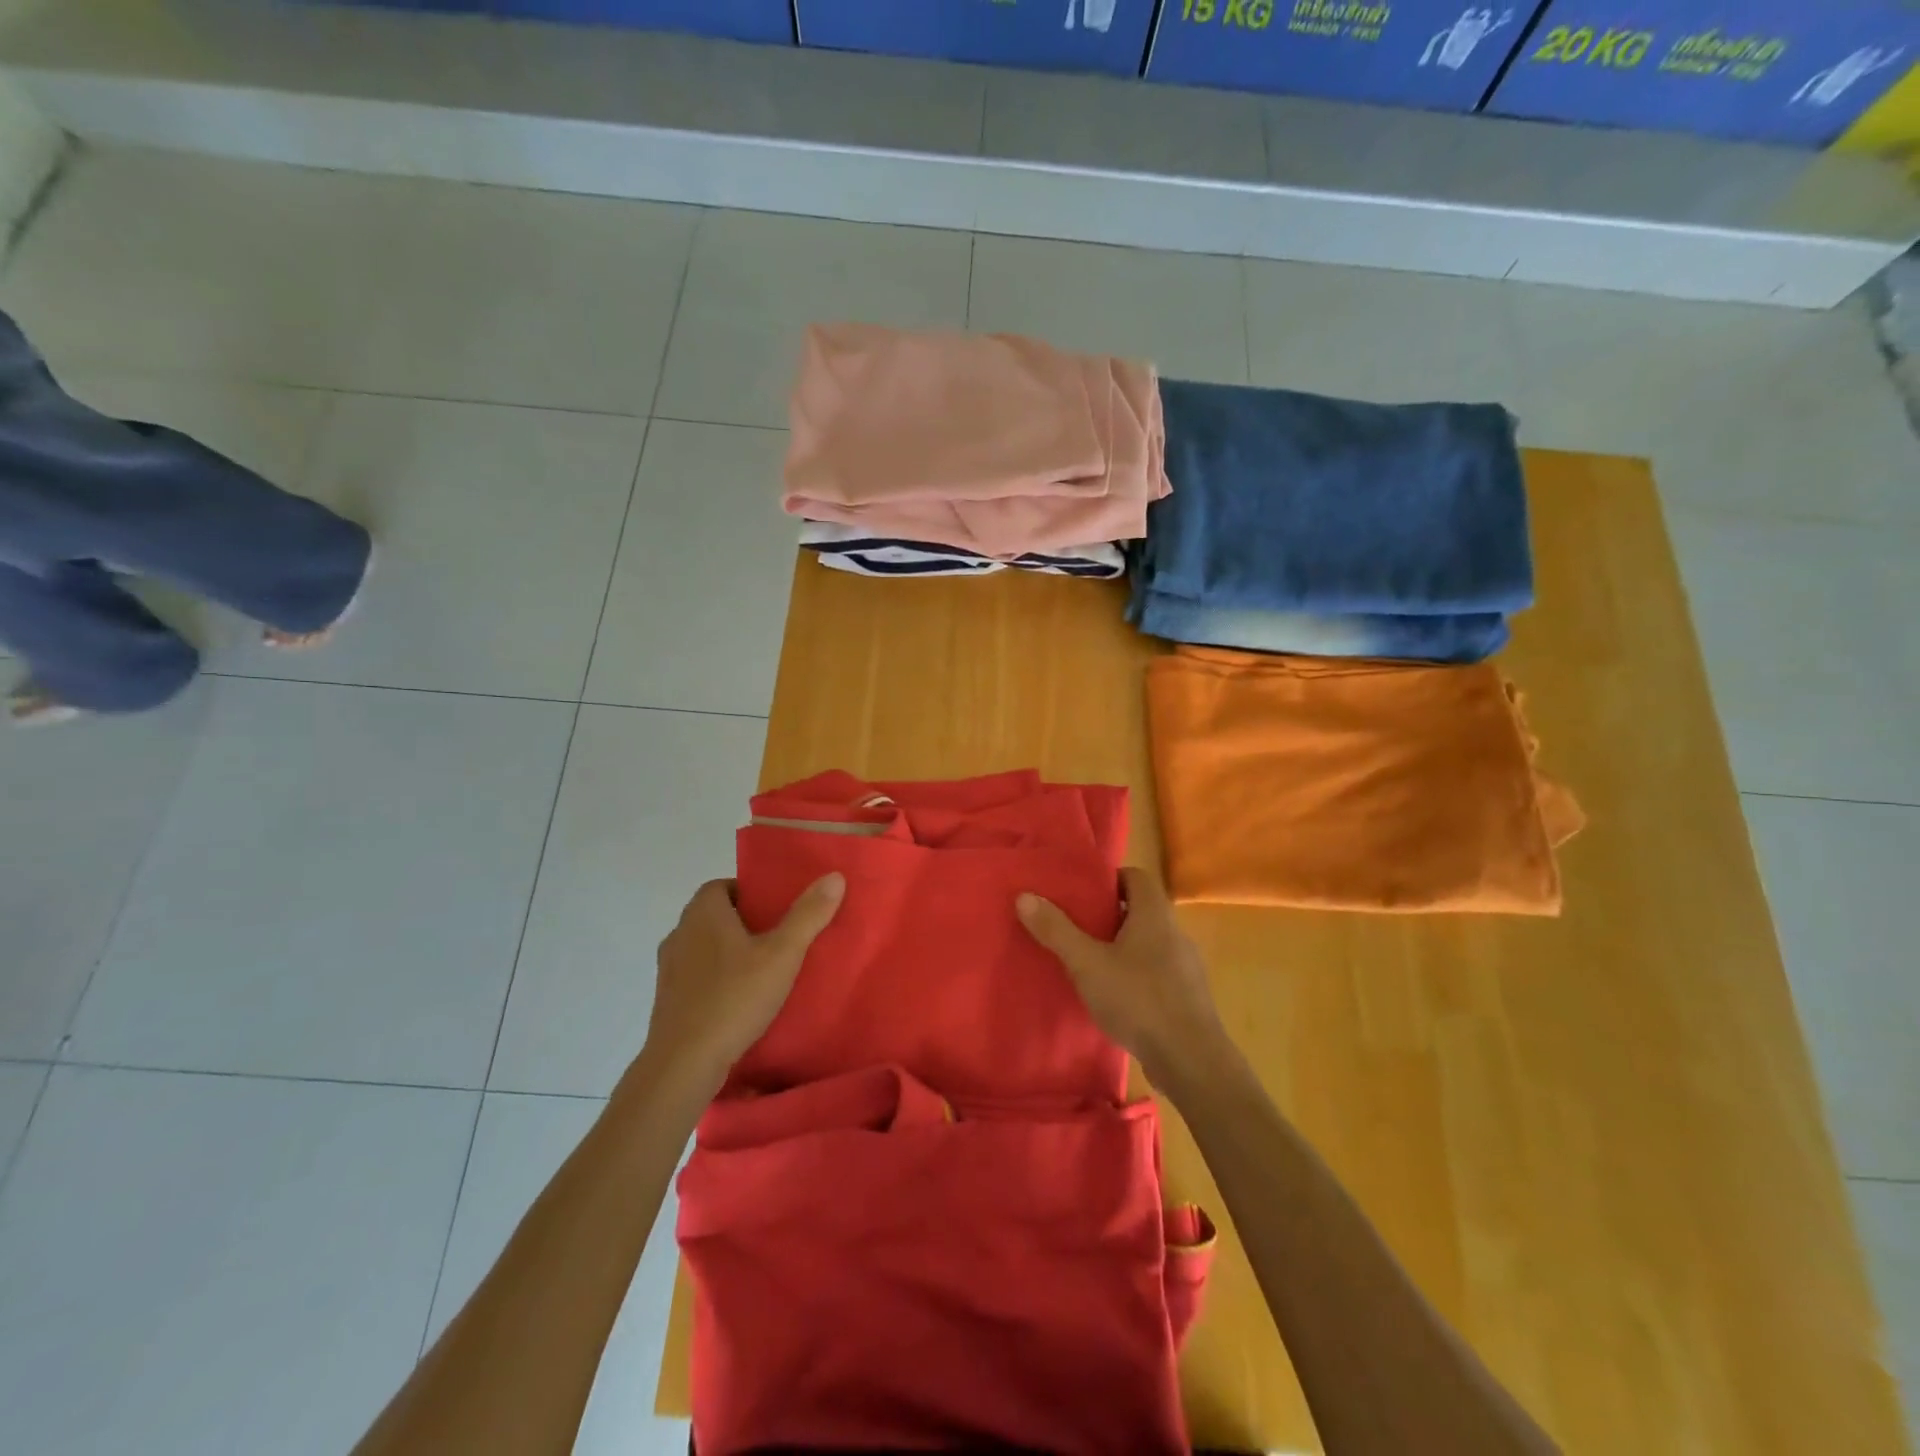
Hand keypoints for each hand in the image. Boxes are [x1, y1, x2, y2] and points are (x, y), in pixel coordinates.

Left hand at [638, 874, 844, 1096]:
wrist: (683, 1064)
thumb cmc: (734, 998)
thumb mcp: (782, 954)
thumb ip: (808, 915)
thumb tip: (834, 876)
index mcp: (703, 913)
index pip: (724, 885)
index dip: (751, 892)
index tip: (778, 909)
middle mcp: (680, 932)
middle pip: (715, 915)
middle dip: (746, 922)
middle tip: (780, 937)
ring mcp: (669, 968)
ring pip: (705, 947)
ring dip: (730, 953)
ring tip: (764, 970)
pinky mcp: (667, 1000)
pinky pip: (697, 977)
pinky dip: (717, 980)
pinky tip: (741, 1000)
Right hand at [1018, 867, 1230, 1091]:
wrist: (1192, 1061)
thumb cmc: (1139, 1000)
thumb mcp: (1087, 964)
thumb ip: (1056, 930)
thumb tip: (1024, 896)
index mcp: (1154, 915)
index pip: (1137, 876)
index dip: (1110, 879)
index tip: (1082, 891)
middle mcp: (1175, 933)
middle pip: (1141, 909)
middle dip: (1110, 914)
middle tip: (1077, 924)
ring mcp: (1185, 967)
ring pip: (1149, 942)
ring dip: (1122, 946)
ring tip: (1089, 960)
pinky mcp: (1187, 997)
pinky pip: (1157, 972)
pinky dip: (1135, 974)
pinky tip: (1114, 995)